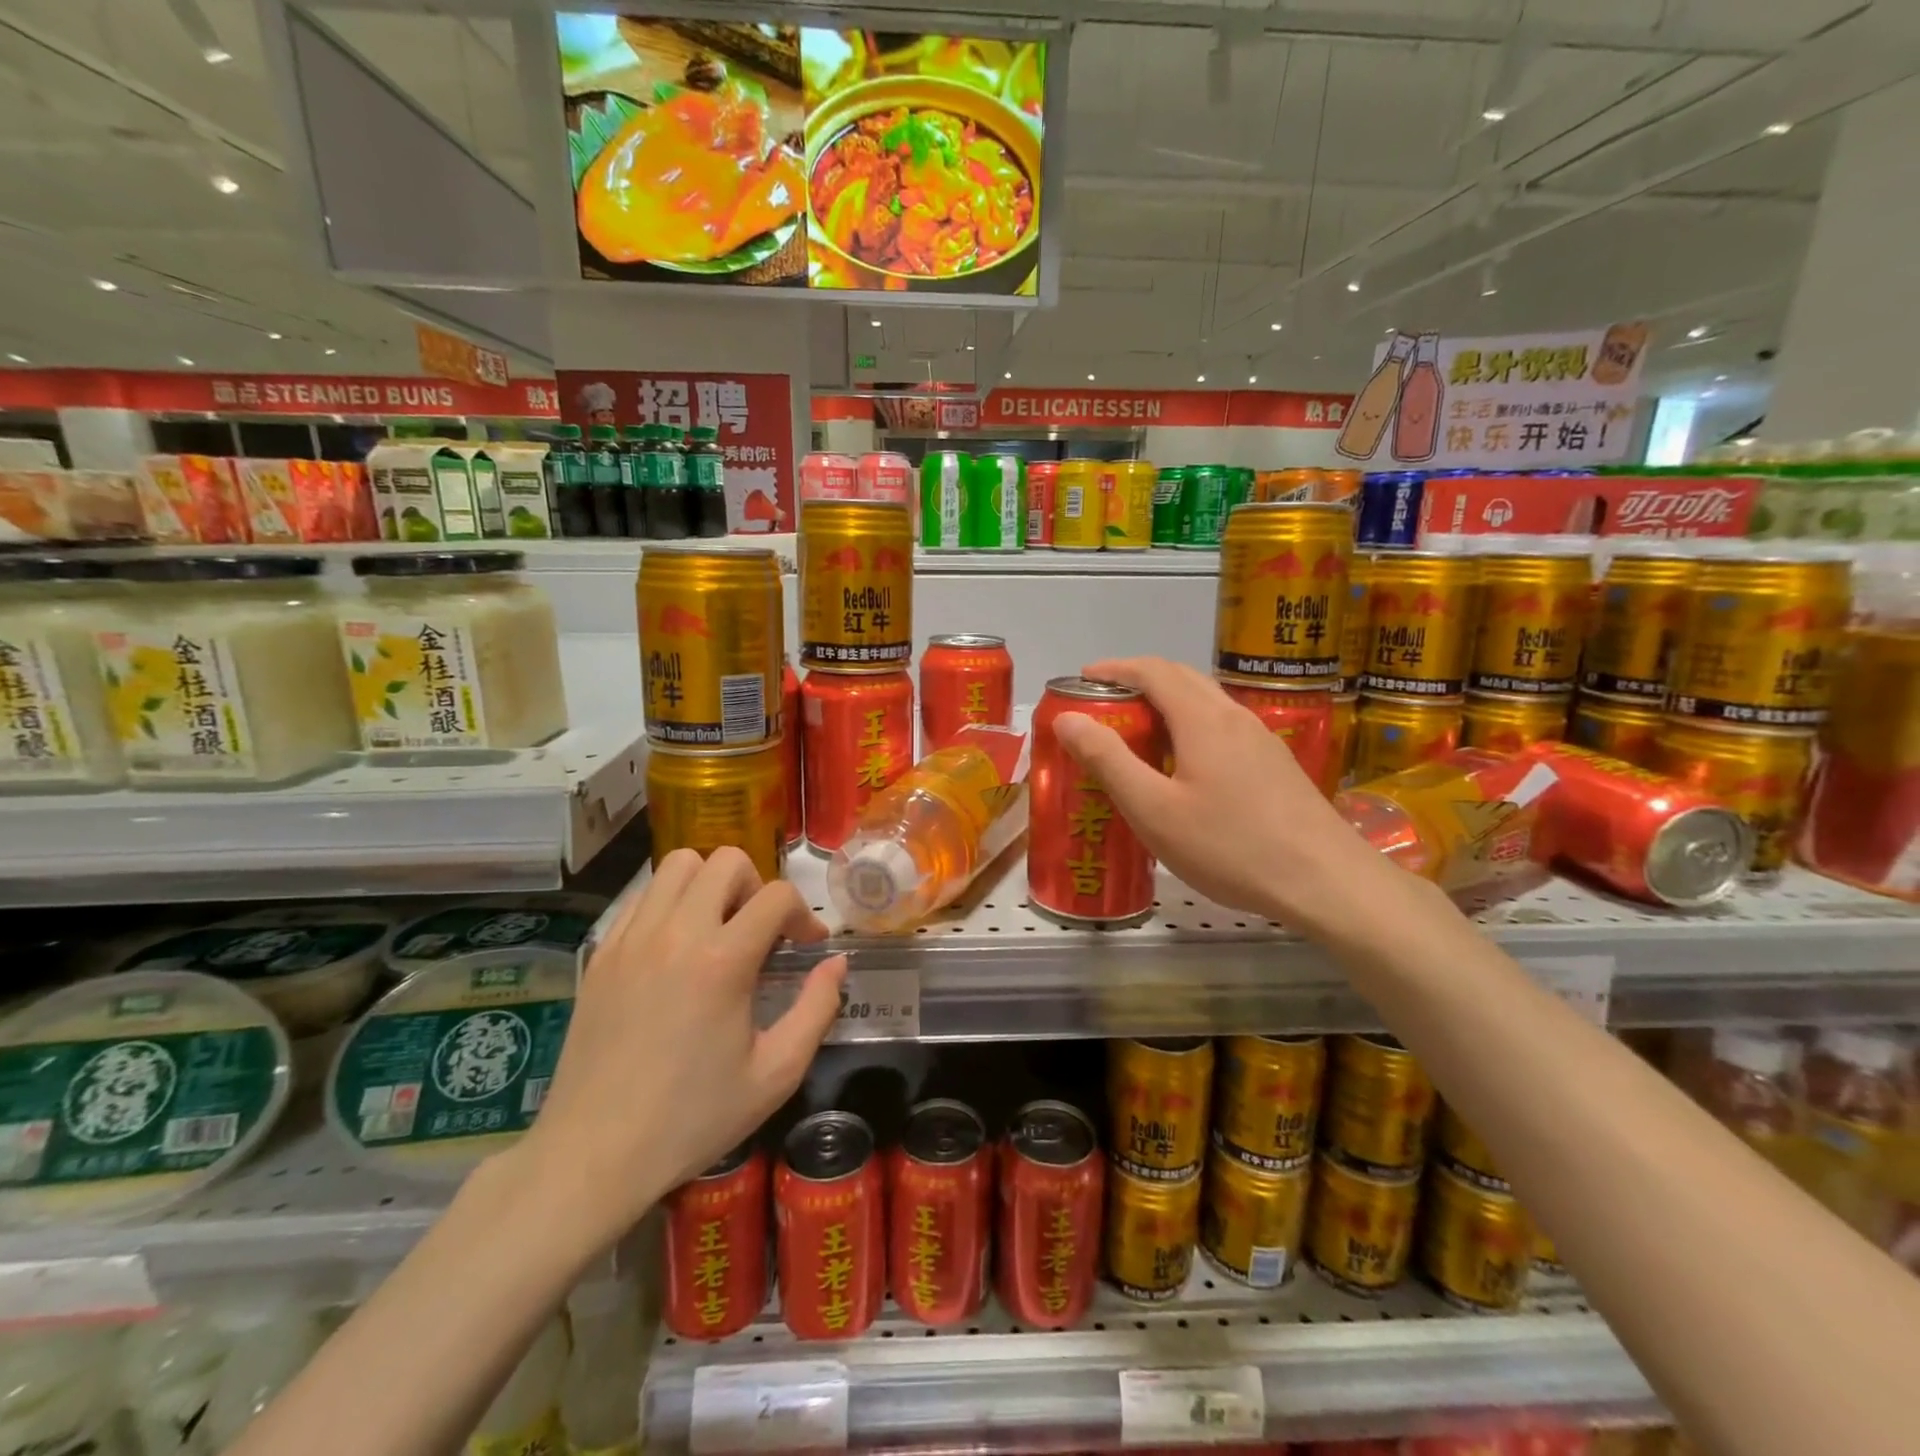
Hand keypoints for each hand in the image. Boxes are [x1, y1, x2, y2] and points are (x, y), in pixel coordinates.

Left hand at [518, 848, 846, 1247]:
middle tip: (760, 932)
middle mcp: (676, 933)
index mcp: (722, 961)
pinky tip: (676, 948)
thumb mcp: (775, 1074)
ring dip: (710, 884)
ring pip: (678, 864)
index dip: (803, 913)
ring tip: (718, 929)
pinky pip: (642, 896)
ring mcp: (631, 938)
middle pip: (726, 861)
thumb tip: (836, 962)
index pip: (776, 896)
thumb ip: (817, 1009)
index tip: (807, 945)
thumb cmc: (692, 1119)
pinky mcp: (602, 952)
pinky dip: (669, 903)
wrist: (592, 1155)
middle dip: (756, 886)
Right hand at [1049, 657, 1394, 933]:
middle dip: (1138, 681)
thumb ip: (1108, 760)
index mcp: (1202, 719)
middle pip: (1182, 678)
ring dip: (1166, 703)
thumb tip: (1067, 718)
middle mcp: (1234, 716)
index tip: (1082, 679)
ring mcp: (1262, 739)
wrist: (1327, 882)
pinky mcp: (1276, 764)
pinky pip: (1223, 727)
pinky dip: (1190, 726)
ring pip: (1206, 702)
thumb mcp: (1154, 809)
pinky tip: (1184, 767)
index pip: (1153, 671)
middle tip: (1104, 706)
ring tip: (1138, 734)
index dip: (1115, 668)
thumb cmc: (1230, 846)